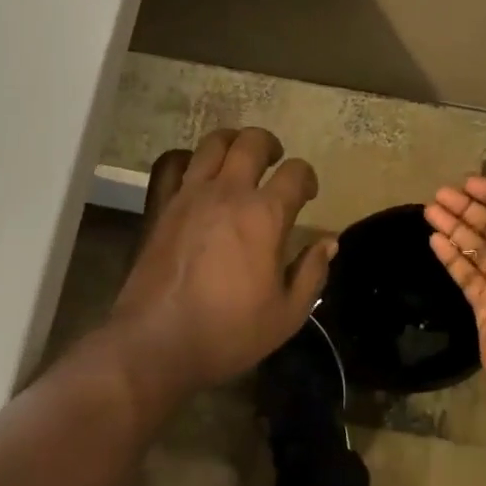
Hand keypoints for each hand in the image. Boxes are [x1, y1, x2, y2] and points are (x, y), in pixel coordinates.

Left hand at [111, 128, 334, 391]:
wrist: (156, 343)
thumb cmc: (229, 332)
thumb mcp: (287, 314)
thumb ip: (312, 273)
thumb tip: (329, 242)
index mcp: (265, 215)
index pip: (295, 173)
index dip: (307, 178)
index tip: (308, 195)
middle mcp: (228, 193)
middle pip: (251, 143)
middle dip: (270, 145)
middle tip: (275, 161)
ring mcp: (190, 195)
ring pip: (212, 144)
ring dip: (232, 142)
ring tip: (238, 158)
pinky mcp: (162, 207)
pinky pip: (174, 165)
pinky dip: (190, 160)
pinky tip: (198, 176)